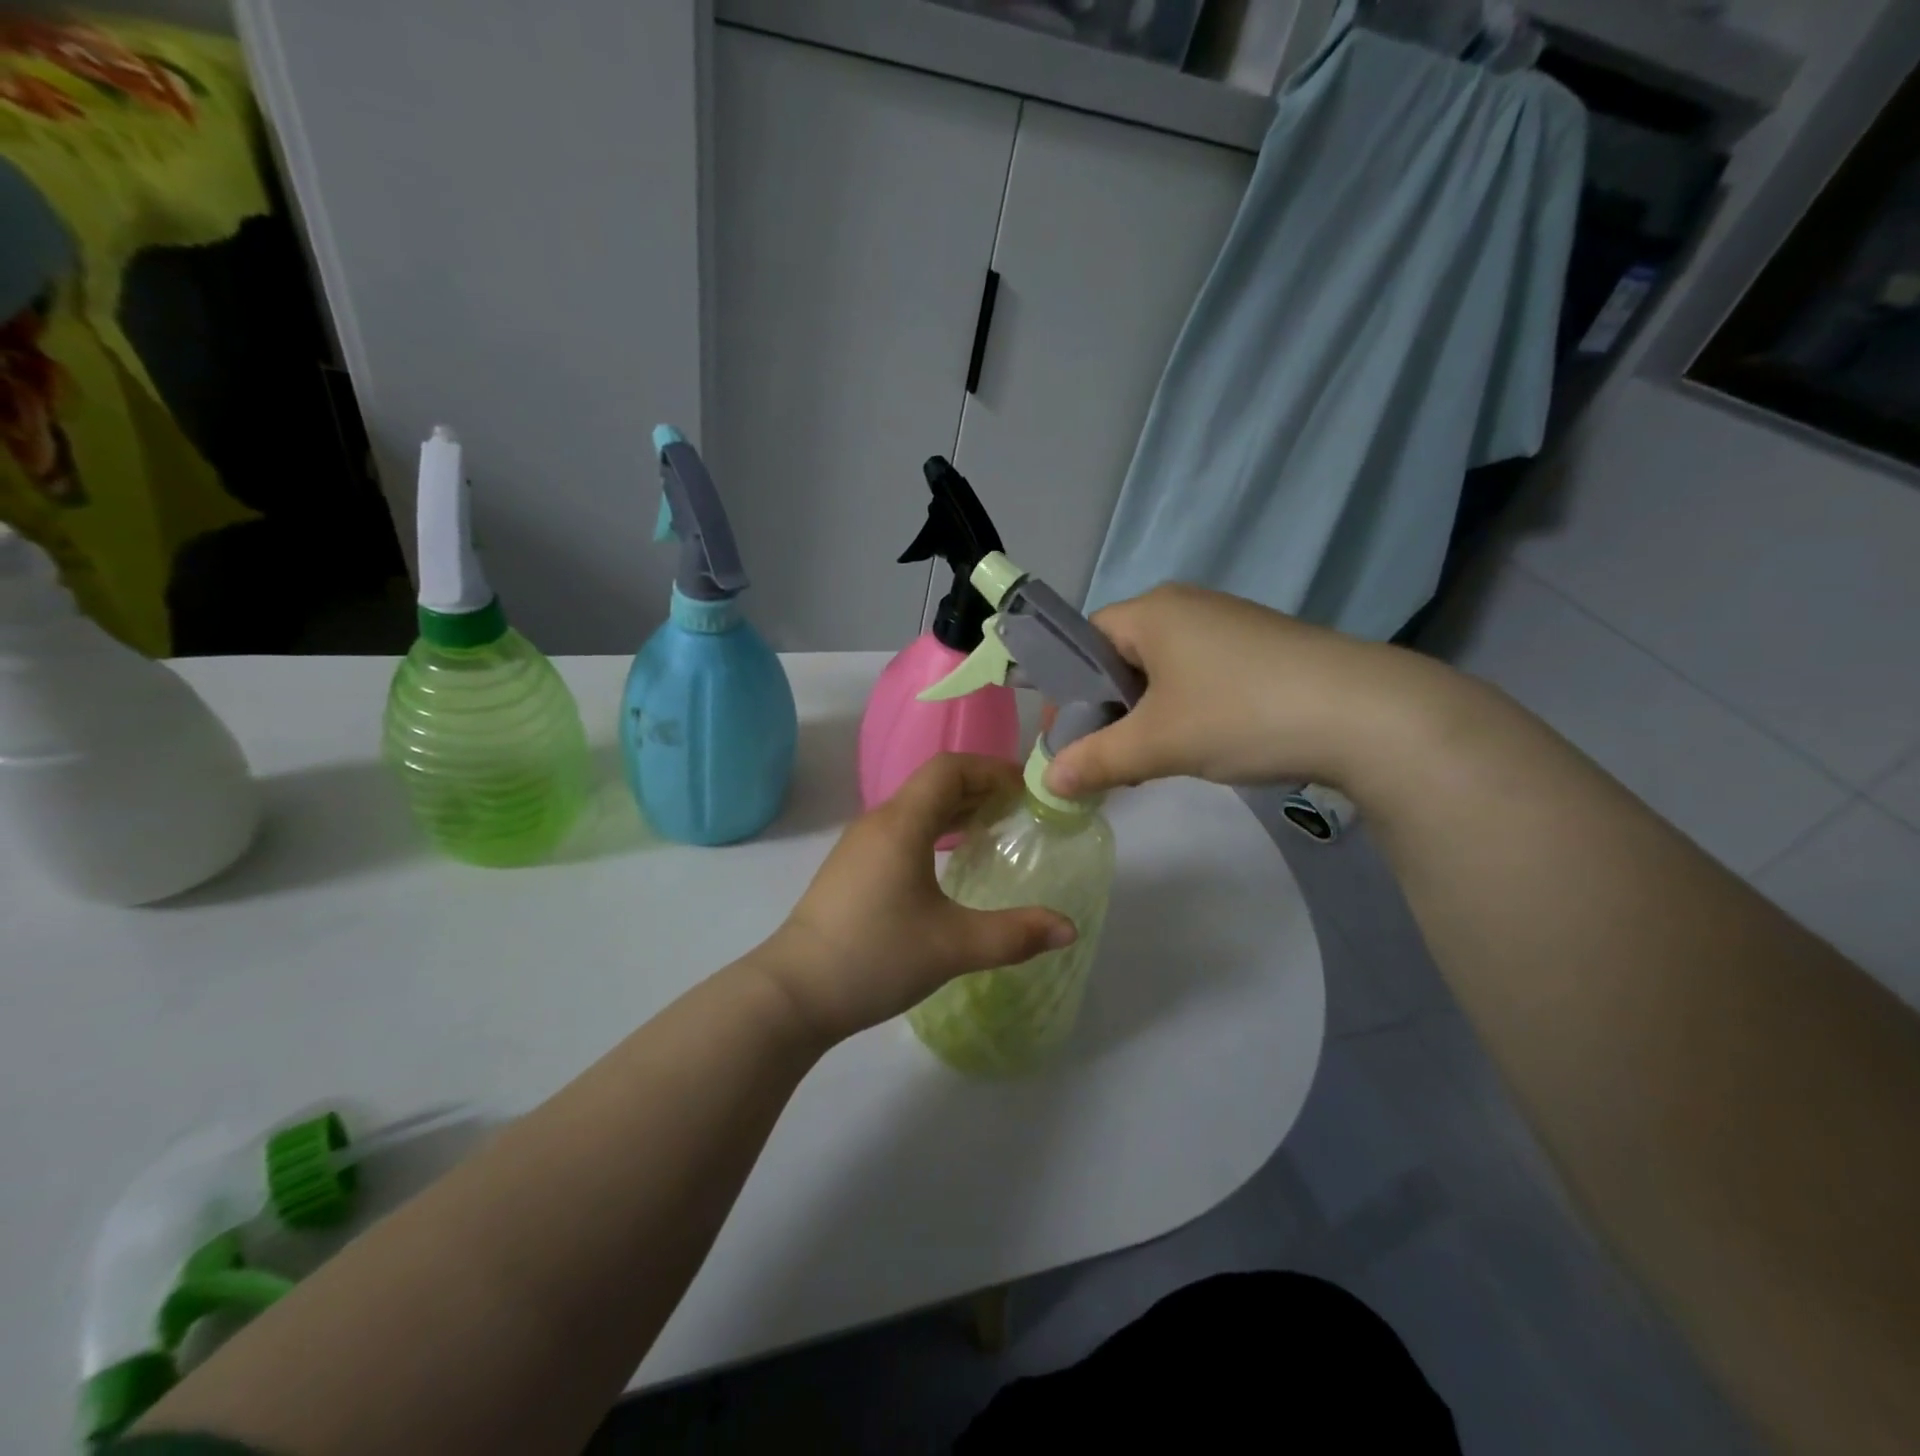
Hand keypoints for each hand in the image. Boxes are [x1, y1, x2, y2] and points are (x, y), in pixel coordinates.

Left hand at [758, 754, 1076, 1042]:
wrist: (793, 994)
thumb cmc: (875, 957)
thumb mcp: (953, 946)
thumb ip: (1015, 934)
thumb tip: (1069, 928)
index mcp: (902, 824)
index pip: (950, 769)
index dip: (993, 769)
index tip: (1028, 789)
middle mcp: (879, 822)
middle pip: (935, 784)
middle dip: (981, 789)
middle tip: (1023, 811)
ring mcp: (860, 846)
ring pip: (916, 808)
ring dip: (957, 811)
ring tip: (995, 832)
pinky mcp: (852, 869)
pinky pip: (902, 831)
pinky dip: (935, 832)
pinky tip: (951, 864)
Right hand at [1043, 584, 1423, 799]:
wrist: (1365, 714)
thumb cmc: (1240, 714)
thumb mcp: (1156, 744)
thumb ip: (1096, 760)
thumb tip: (1047, 783)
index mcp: (1152, 611)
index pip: (1084, 640)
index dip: (1067, 690)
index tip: (1067, 738)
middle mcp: (1186, 606)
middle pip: (1121, 656)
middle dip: (1106, 709)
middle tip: (1104, 757)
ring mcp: (1228, 625)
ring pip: (1161, 671)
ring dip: (1145, 715)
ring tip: (1149, 760)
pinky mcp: (1261, 649)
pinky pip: (1199, 676)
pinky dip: (1183, 710)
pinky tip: (1198, 745)